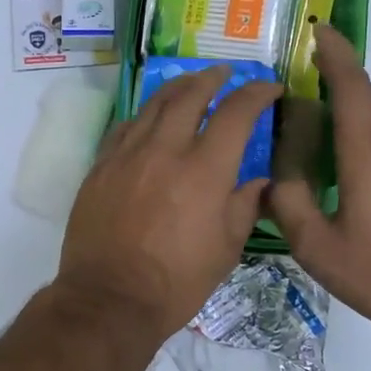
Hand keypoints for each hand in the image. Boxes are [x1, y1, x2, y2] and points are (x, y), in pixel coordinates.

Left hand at [58, 68, 282, 336]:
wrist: (110, 297)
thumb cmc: (177, 281)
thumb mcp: (226, 248)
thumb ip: (245, 205)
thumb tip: (260, 181)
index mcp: (204, 169)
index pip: (236, 113)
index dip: (257, 94)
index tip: (270, 89)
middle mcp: (165, 150)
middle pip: (189, 95)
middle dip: (212, 78)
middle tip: (225, 73)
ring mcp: (127, 154)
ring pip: (153, 105)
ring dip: (176, 88)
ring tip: (190, 83)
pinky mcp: (101, 166)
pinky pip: (125, 126)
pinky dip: (144, 115)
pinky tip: (149, 118)